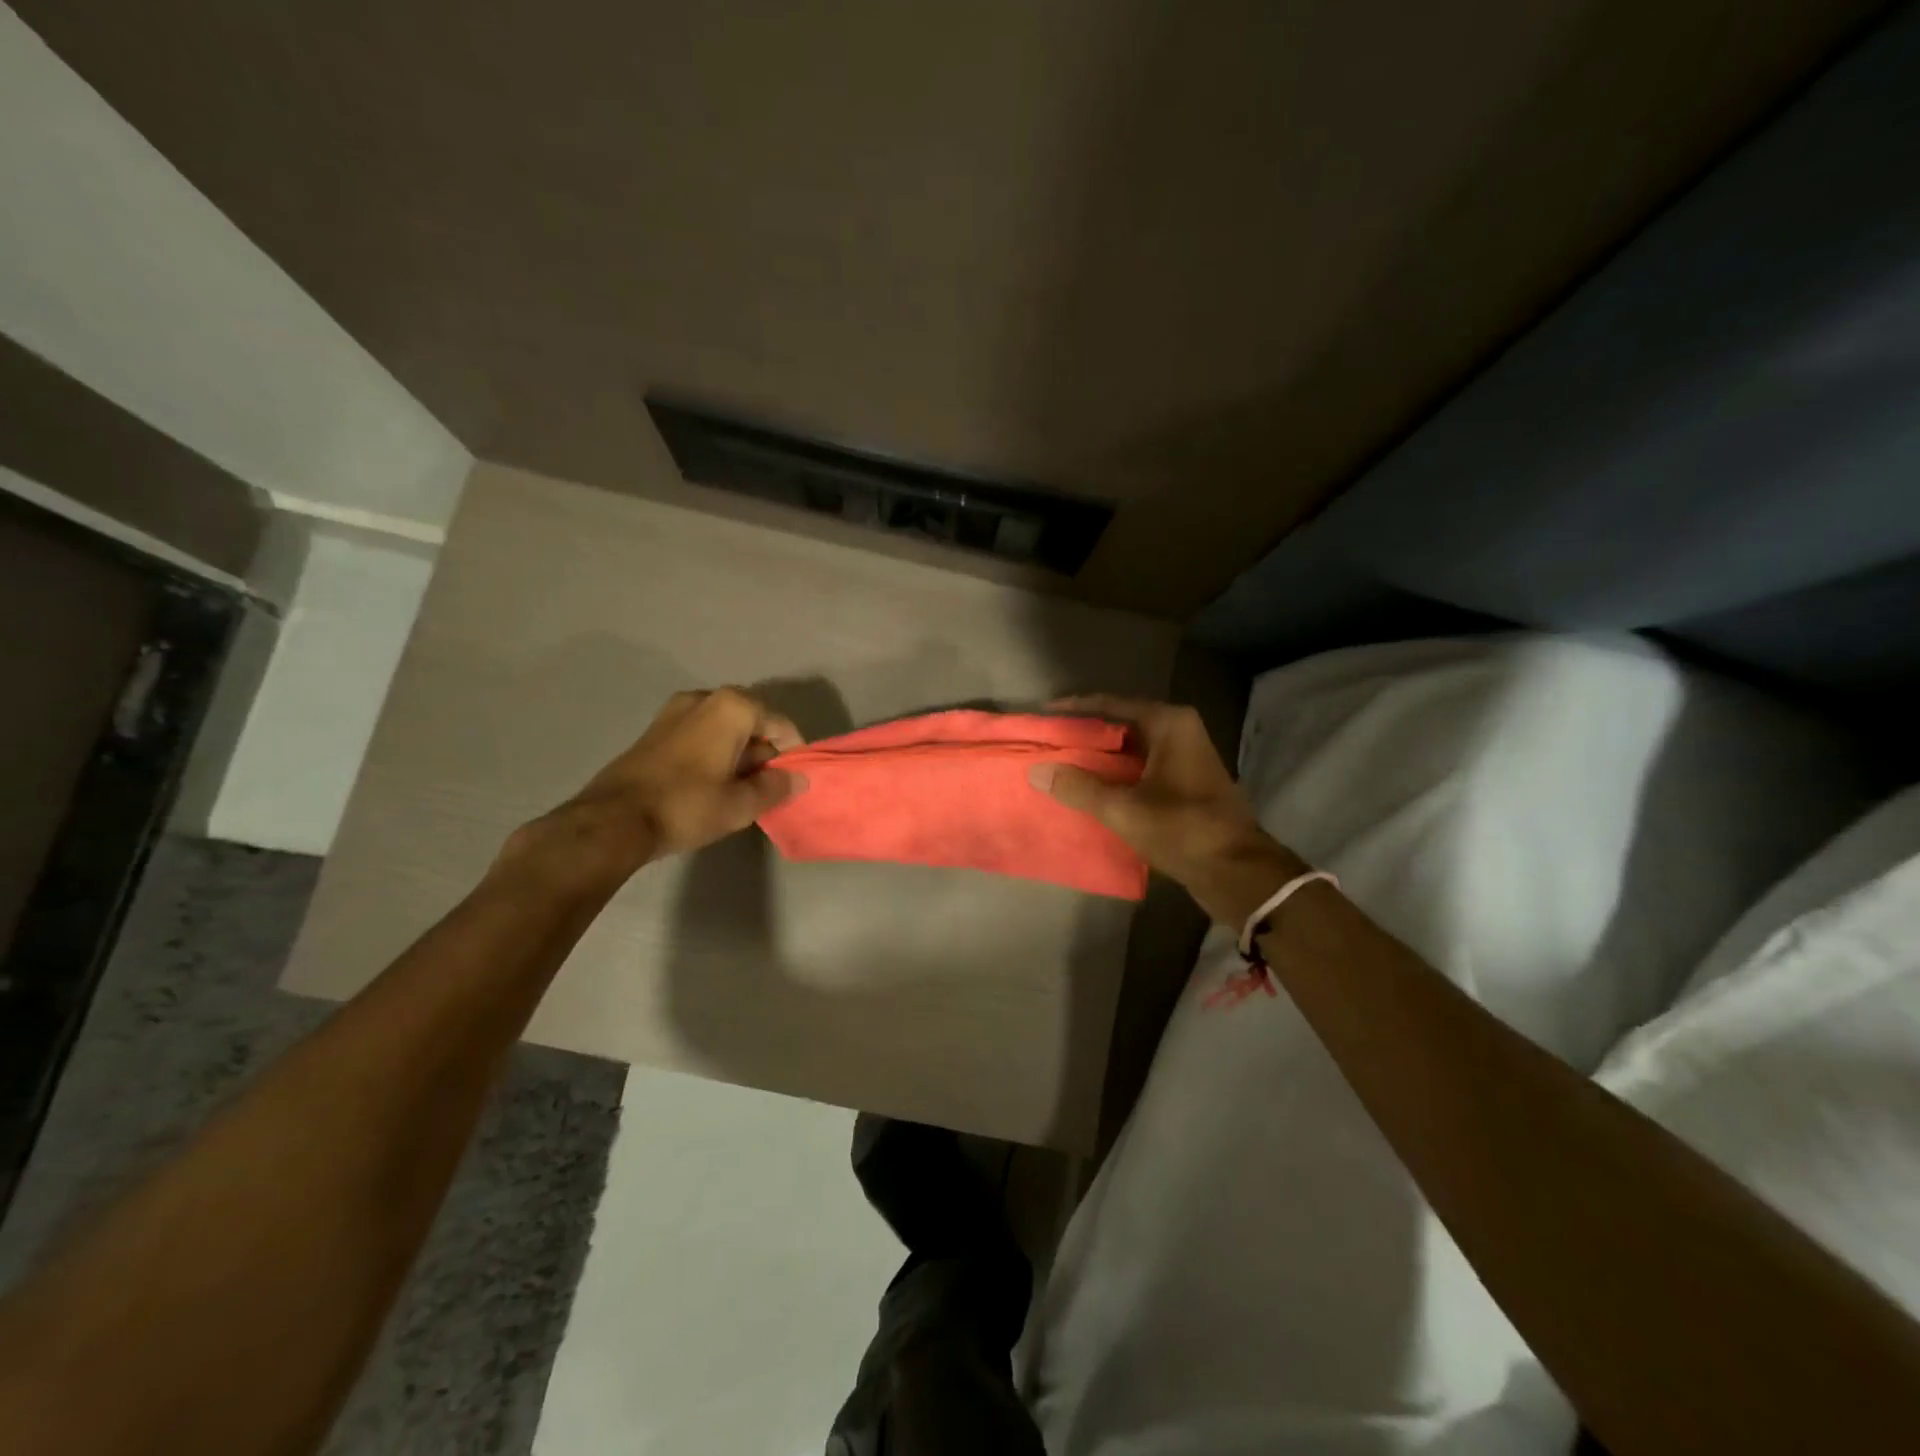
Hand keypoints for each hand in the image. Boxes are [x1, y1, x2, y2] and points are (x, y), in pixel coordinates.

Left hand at [505, 688, 805, 888]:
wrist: (612, 821)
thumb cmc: (686, 806)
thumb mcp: (740, 804)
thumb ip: (776, 787)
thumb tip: (799, 778)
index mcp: (732, 707)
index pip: (781, 725)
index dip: (793, 753)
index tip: (794, 781)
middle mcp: (705, 697)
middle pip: (753, 722)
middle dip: (766, 752)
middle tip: (769, 787)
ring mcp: (676, 711)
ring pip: (725, 728)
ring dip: (740, 753)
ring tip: (742, 789)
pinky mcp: (656, 729)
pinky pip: (701, 733)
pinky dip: (715, 752)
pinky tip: (713, 784)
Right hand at [1029, 695, 1303, 924]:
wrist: (1237, 871)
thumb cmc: (1182, 829)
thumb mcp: (1123, 809)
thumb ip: (1078, 787)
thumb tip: (1037, 770)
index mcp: (1169, 723)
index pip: (1111, 705)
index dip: (1074, 710)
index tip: (1043, 716)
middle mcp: (1180, 731)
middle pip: (1121, 725)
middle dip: (1085, 736)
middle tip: (1048, 744)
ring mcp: (1186, 757)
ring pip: (1131, 749)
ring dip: (1099, 759)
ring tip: (1062, 767)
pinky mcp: (1187, 782)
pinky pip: (1142, 768)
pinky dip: (1117, 776)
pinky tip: (1091, 790)